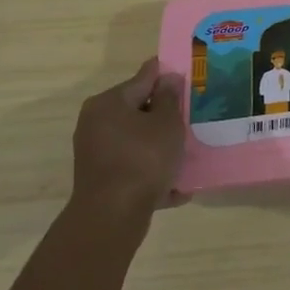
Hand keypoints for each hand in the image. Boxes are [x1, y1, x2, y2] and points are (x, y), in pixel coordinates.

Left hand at [69, 58, 186, 230]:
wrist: (113, 215)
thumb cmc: (143, 159)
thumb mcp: (166, 124)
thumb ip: (169, 98)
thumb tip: (167, 78)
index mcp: (108, 103)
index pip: (142, 79)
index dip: (166, 76)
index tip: (186, 74)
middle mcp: (96, 123)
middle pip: (138, 111)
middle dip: (165, 115)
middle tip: (192, 116)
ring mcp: (97, 153)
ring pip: (137, 142)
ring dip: (161, 146)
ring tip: (190, 151)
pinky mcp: (102, 180)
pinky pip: (134, 168)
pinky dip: (153, 173)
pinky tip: (179, 188)